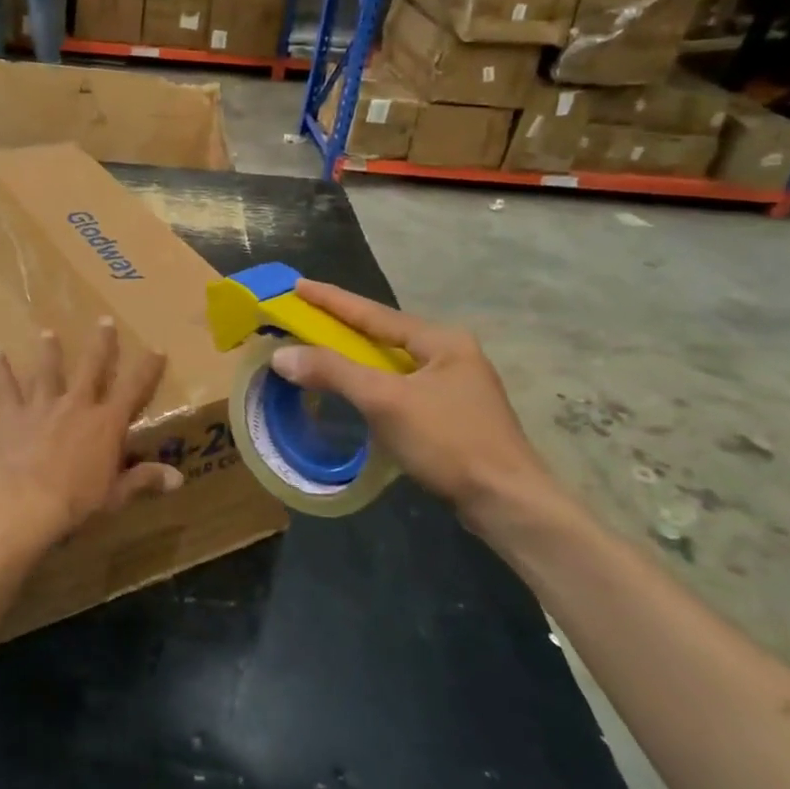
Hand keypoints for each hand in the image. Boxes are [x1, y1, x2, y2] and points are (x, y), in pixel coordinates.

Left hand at [0, 317, 181, 562]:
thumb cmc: (74, 501)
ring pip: (47, 371)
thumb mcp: (115, 495)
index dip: (147, 368)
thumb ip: (144, 479)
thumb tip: (178, 478)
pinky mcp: (11, 414)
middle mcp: (76, 404)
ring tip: (48, 333)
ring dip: (49, 351)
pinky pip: (3, 387)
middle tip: (105, 321)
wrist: (22, 501)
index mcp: (106, 423)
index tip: (156, 348)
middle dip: (101, 344)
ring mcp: (42, 406)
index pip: (134, 389)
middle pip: (92, 366)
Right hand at [269, 281, 560, 526]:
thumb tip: (281, 355)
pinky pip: (399, 387)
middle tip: (303, 317)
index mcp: (441, 340)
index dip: (331, 299)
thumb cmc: (449, 442)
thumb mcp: (385, 401)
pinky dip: (371, 383)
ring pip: (392, 363)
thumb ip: (333, 372)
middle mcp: (451, 355)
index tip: (297, 284)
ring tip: (320, 349)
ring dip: (355, 357)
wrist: (508, 504)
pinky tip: (354, 390)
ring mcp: (454, 386)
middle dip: (343, 326)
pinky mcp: (452, 416)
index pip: (374, 313)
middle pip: (384, 334)